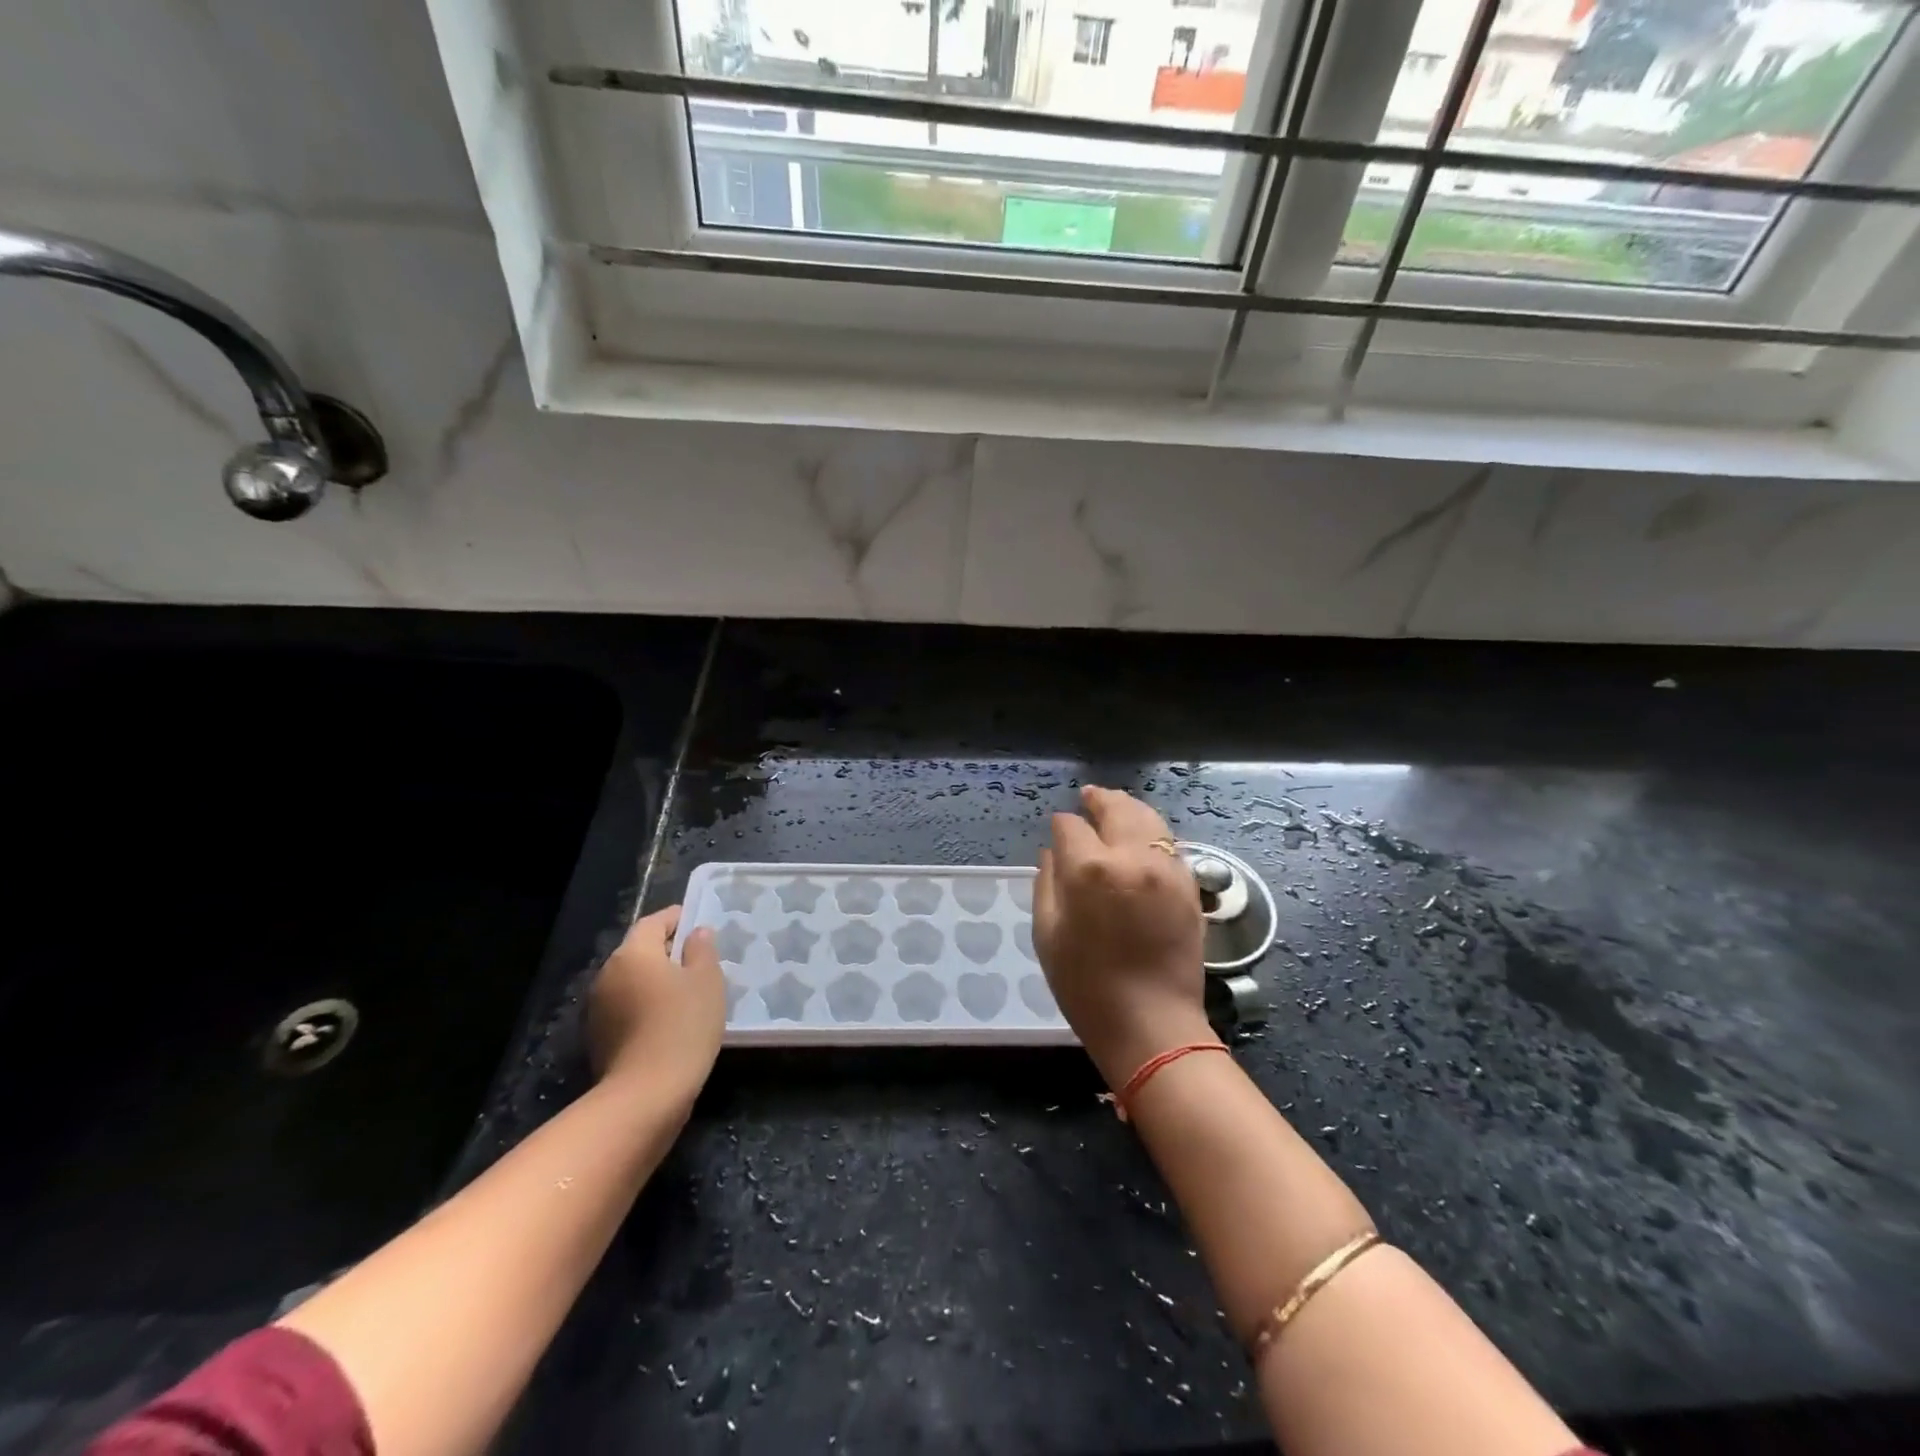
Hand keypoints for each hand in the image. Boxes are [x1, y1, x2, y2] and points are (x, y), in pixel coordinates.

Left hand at [587, 906, 725, 1103]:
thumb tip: (696, 933)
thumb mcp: (706, 981)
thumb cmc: (683, 1025)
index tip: (699, 923)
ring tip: (687, 992)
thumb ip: (701, 949)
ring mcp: (598, 1007)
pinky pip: (626, 1006)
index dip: (677, 918)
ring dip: (655, 980)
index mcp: (633, 953)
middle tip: (699, 960)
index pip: (654, 922)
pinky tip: (669, 1020)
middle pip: (639, 951)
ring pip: (632, 980)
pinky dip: (645, 1005)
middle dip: (667, 951)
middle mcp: (607, 973)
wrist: (645, 1094)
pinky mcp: (598, 1037)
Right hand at [1034, 786, 1212, 1089]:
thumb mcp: (1047, 933)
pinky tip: (1142, 840)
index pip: (1071, 826)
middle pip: (1116, 808)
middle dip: (1099, 800)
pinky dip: (1152, 834)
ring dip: (1128, 809)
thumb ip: (1047, 882)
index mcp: (1090, 869)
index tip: (1058, 831)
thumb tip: (1054, 850)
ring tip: (1115, 807)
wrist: (1150, 1024)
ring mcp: (1167, 869)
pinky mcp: (1189, 886)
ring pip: (1148, 819)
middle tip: (1088, 796)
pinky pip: (1169, 844)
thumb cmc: (1086, 985)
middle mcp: (1132, 857)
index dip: (1061, 825)